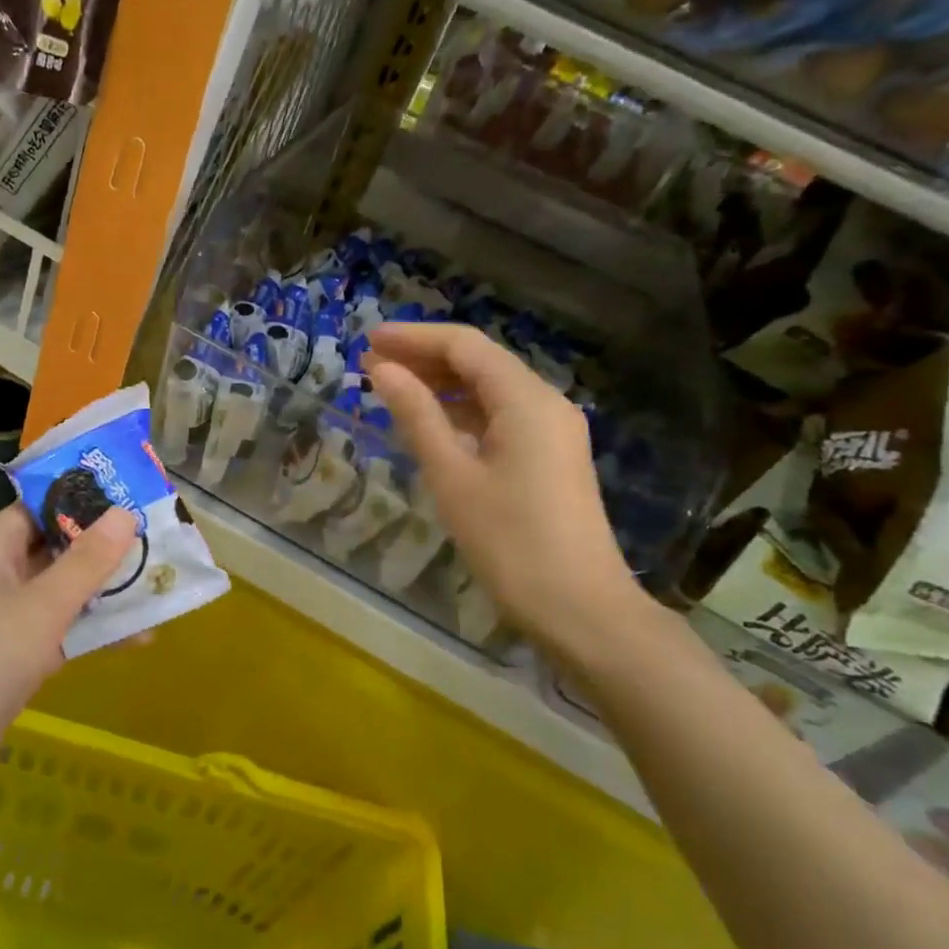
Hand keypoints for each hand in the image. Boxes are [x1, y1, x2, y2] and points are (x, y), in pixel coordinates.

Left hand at [0, 503, 139, 850]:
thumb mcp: (40, 608)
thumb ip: (86, 562)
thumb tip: (124, 513)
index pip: (44, 505)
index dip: (89, 497)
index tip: (140, 495)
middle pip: (59, 549)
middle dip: (108, 547)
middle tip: (165, 541)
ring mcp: (3, 623)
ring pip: (64, 594)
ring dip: (107, 593)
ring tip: (164, 587)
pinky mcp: (11, 665)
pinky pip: (60, 635)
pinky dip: (94, 633)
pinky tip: (139, 638)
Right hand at [364, 323, 639, 651]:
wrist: (581, 609)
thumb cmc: (510, 541)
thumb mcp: (452, 475)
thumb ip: (417, 415)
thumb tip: (382, 370)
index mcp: (525, 400)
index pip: (464, 346)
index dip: (413, 338)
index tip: (368, 340)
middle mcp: (545, 403)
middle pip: (479, 362)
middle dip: (424, 359)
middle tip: (371, 366)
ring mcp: (553, 431)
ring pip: (490, 390)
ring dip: (441, 386)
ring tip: (391, 391)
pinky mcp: (551, 457)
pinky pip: (500, 417)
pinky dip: (462, 413)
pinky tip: (430, 426)